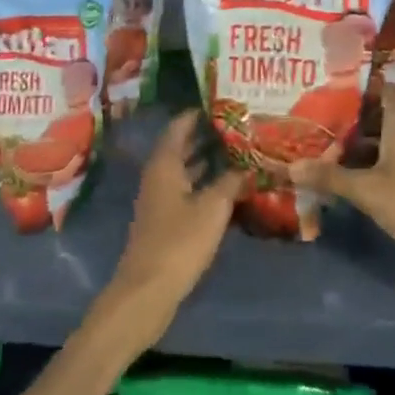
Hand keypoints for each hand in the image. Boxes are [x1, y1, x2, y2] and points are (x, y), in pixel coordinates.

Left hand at [97, 112, 243, 352]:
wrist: (148, 291)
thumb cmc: (179, 242)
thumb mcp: (212, 208)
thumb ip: (231, 183)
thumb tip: (247, 167)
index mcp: (164, 165)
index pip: (179, 127)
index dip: (198, 114)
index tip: (222, 103)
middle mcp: (159, 177)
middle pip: (182, 148)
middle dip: (208, 137)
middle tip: (239, 126)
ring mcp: (160, 200)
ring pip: (186, 171)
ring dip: (208, 162)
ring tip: (240, 152)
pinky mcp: (166, 222)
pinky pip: (188, 191)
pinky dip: (206, 185)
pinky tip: (229, 189)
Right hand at [289, 86, 394, 265]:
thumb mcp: (367, 189)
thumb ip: (329, 177)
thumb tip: (289, 167)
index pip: (382, 90)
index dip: (359, 85)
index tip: (327, 85)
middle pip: (374, 118)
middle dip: (343, 121)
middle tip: (307, 120)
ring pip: (377, 143)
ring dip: (351, 147)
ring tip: (314, 147)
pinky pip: (383, 164)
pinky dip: (363, 167)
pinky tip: (339, 177)